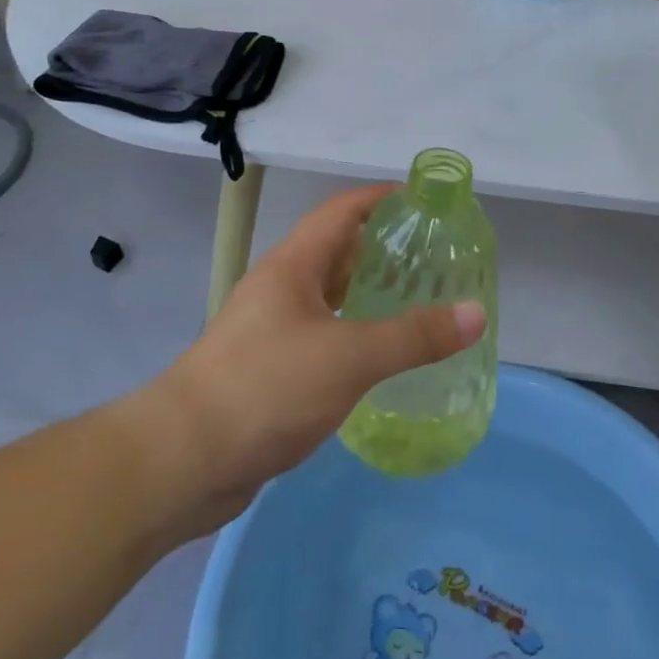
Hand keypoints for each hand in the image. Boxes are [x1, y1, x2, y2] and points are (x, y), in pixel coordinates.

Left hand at [150, 186, 485, 532]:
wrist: (183, 460)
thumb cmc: (267, 387)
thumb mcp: (349, 357)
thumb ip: (413, 336)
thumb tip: (475, 313)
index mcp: (293, 265)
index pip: (341, 211)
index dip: (380, 198)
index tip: (423, 200)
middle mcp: (280, 288)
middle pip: (336, 251)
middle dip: (382, 249)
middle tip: (434, 257)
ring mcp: (270, 329)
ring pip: (328, 297)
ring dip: (367, 293)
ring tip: (416, 300)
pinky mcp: (268, 369)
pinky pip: (320, 335)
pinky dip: (352, 333)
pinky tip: (378, 355)